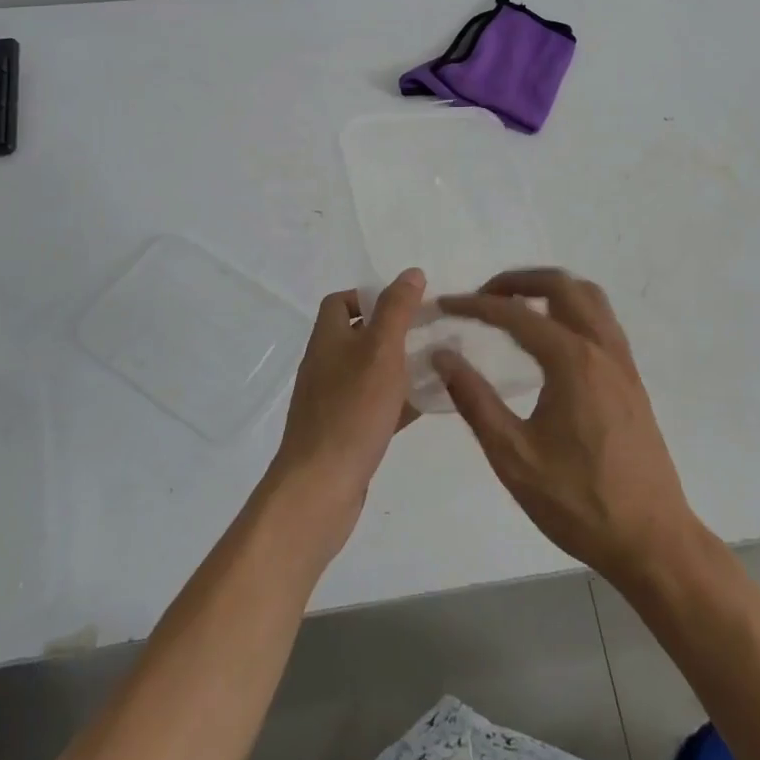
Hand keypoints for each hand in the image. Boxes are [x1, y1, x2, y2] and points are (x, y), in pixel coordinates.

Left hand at [267, 268, 426, 558]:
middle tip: (432, 332)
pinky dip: (399, 401)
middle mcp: (325, 365)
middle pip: (358, 336)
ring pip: (370, 373)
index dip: (369, 295)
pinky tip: (429, 405)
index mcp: (328, 339)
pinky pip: (375, 407)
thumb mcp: (380, 350)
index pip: (340, 302)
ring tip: (438, 364)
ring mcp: (333, 402)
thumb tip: (411, 272)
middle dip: (393, 331)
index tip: (405, 303)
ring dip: (400, 366)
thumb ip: (397, 310)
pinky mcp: (345, 433)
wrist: (320, 488)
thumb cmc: (351, 411)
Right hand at [436, 269, 705, 587]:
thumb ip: (474, 400)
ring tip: (516, 307)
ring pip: (589, 297)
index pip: (515, 314)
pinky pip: (602, 320)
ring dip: (550, 289)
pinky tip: (553, 338)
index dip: (475, 305)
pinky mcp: (632, 380)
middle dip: (517, 281)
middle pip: (560, 284)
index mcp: (571, 361)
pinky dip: (573, 309)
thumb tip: (442, 355)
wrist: (652, 541)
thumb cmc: (578, 502)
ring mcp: (623, 362)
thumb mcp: (513, 456)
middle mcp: (601, 348)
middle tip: (483, 296)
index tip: (445, 305)